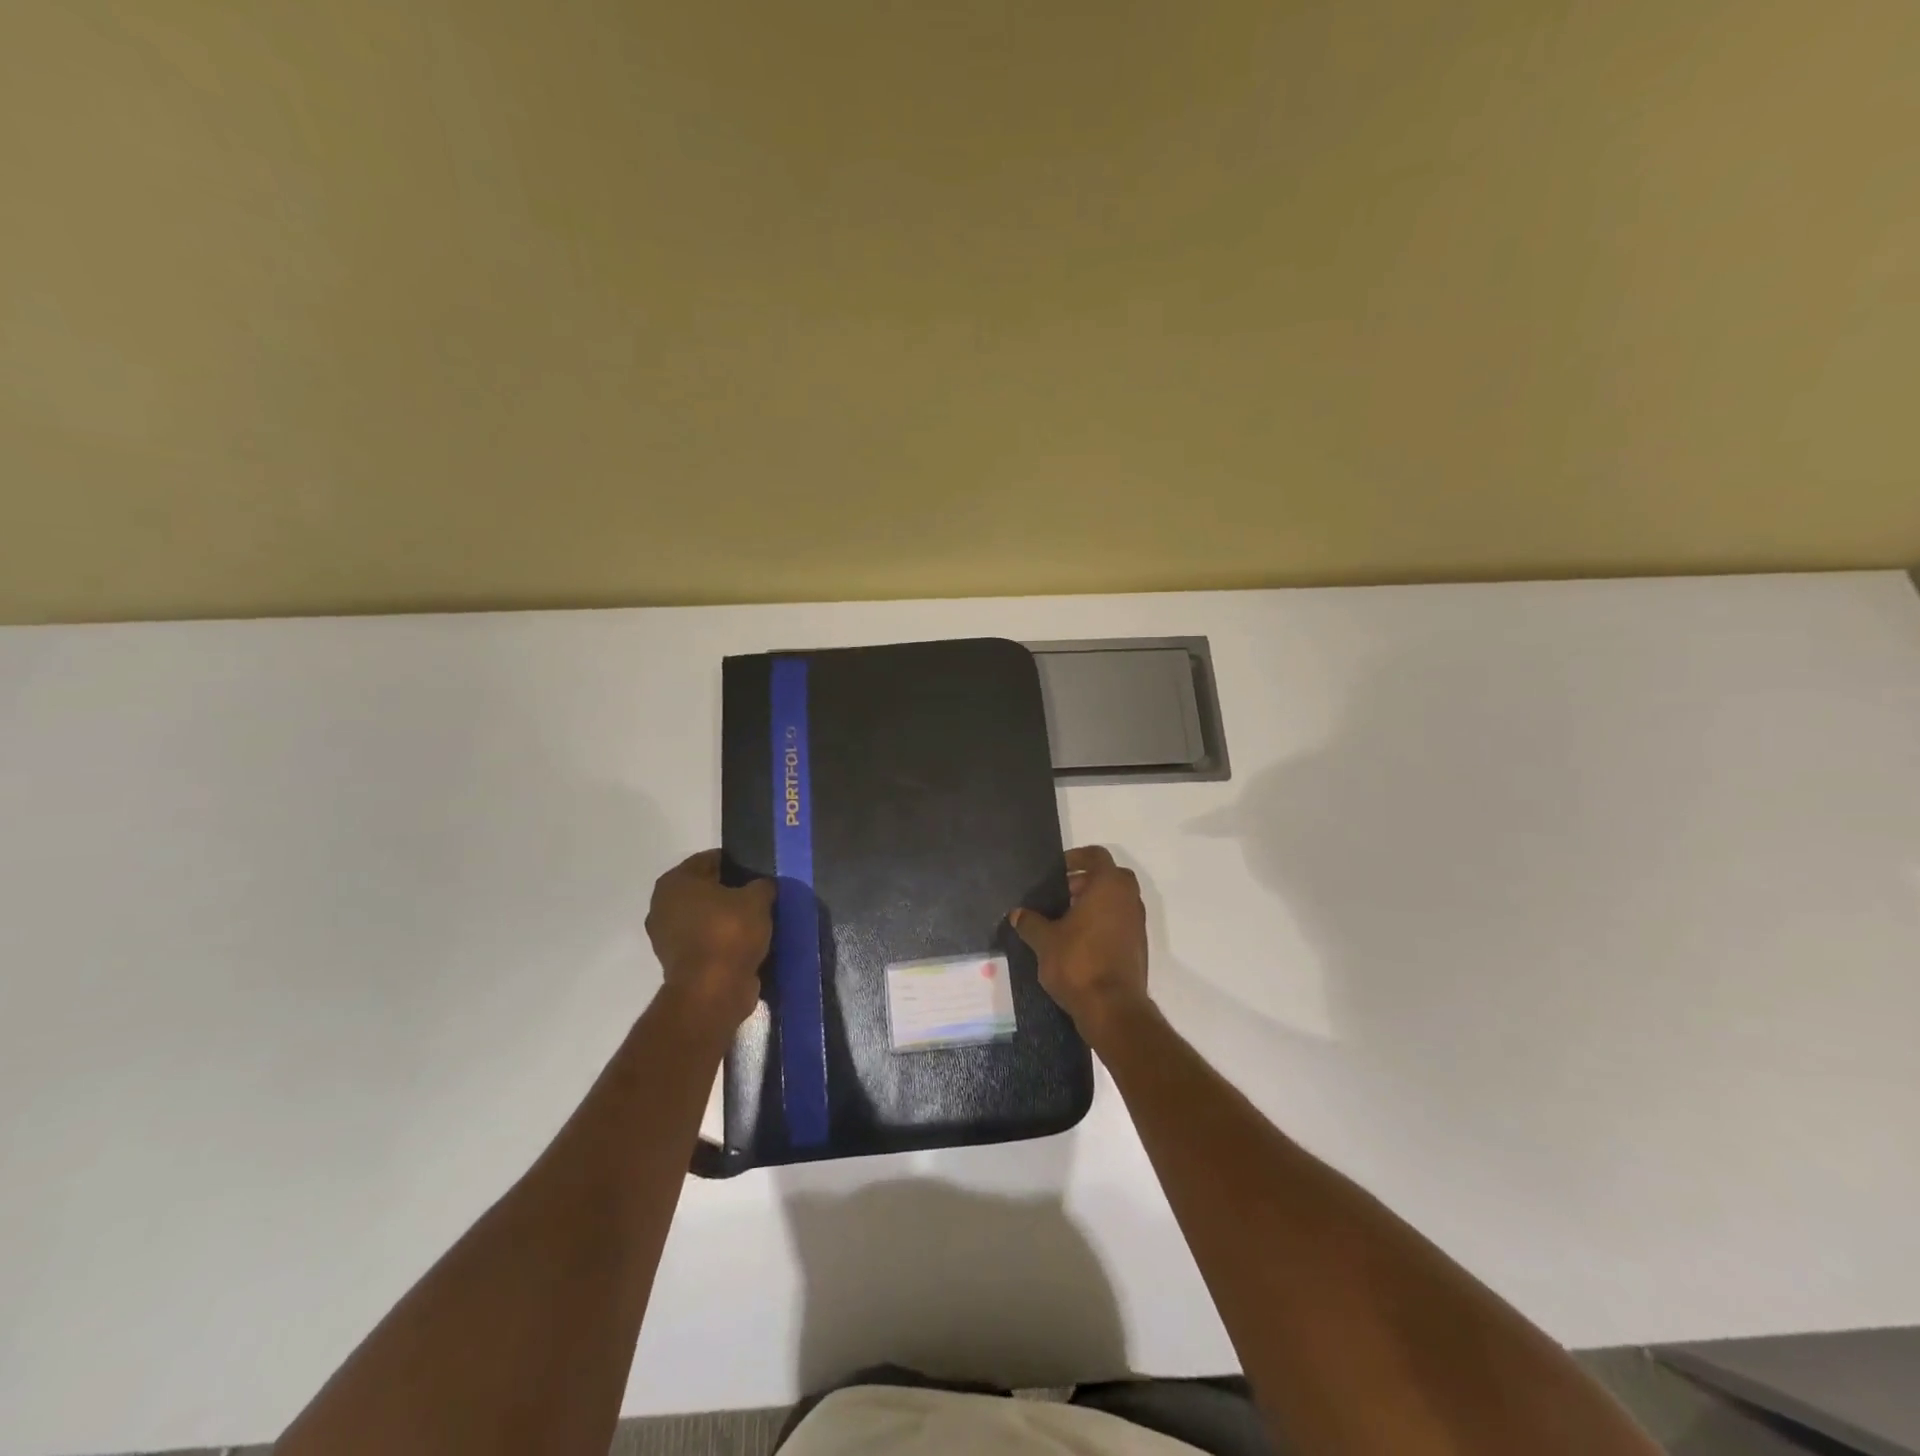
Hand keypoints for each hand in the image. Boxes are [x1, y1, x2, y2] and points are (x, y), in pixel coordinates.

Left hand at [644, 850, 773, 1031]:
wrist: (712, 991)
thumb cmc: (729, 933)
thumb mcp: (757, 899)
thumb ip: (761, 885)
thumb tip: (762, 886)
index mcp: (675, 881)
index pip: (711, 859)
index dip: (737, 863)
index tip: (759, 872)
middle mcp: (663, 905)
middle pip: (706, 889)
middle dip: (731, 892)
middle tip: (760, 896)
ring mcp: (666, 936)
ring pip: (706, 917)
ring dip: (727, 919)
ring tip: (758, 921)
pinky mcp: (677, 962)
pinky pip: (706, 941)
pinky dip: (722, 941)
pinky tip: (748, 943)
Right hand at [1011, 845, 1150, 1041]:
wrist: (1113, 1009)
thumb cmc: (1078, 963)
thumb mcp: (1044, 941)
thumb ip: (1030, 922)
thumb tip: (1017, 914)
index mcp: (1109, 886)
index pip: (1096, 855)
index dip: (1076, 857)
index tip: (1057, 871)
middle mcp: (1129, 899)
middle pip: (1109, 876)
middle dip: (1085, 881)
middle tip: (1060, 894)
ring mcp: (1137, 924)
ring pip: (1117, 900)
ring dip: (1094, 903)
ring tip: (1065, 920)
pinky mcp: (1139, 947)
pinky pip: (1120, 922)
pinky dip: (1103, 923)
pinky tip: (1079, 942)